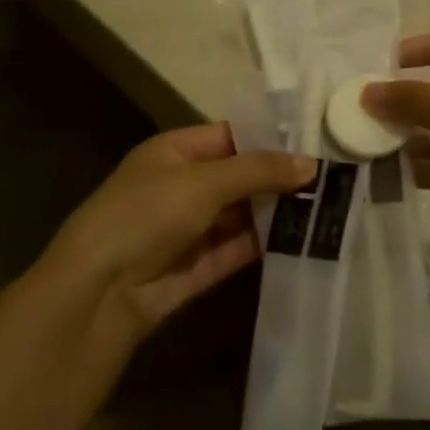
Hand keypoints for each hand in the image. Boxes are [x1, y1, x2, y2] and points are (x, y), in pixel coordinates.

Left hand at [41, 124, 314, 338]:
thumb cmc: (146, 215)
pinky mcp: (196, 268)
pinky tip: (302, 240)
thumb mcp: (202, 182)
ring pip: (240, 215)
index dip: (268, 140)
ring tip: (327, 207)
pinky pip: (236, 249)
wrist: (98, 292)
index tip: (314, 143)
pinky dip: (264, 245)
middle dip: (277, 179)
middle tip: (331, 179)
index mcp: (173, 152)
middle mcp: (181, 186)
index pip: (229, 137)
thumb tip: (310, 163)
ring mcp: (188, 228)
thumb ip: (257, 171)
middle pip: (237, 177)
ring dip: (275, 213)